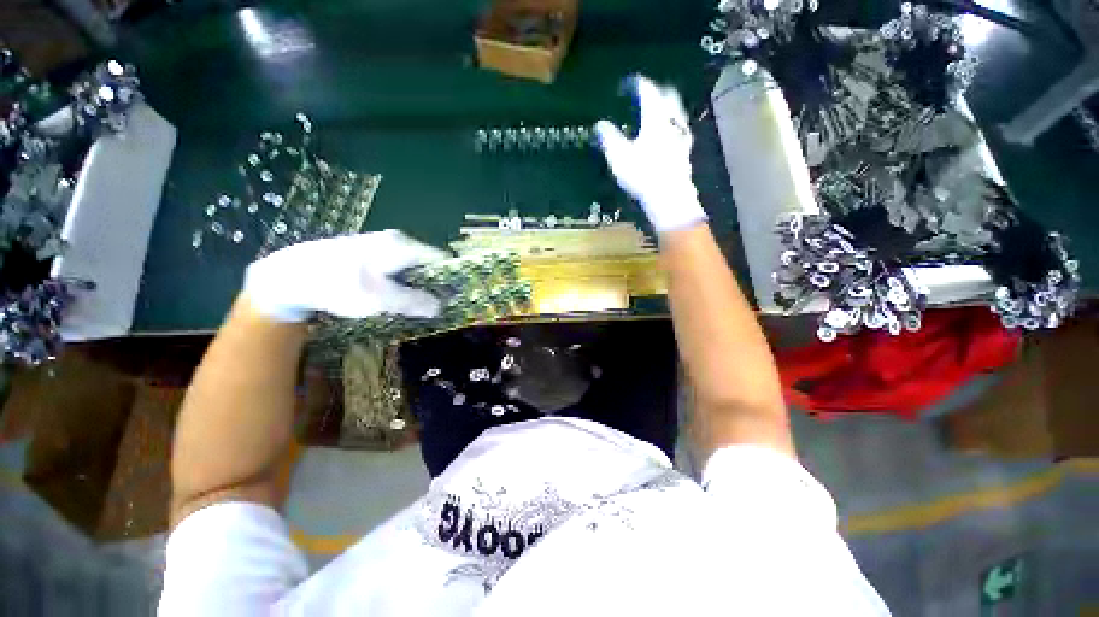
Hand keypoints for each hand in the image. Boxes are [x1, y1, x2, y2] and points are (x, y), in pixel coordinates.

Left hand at [243, 230, 448, 322]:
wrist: (289, 276)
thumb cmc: (338, 285)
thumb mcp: (380, 299)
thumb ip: (414, 302)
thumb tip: (441, 307)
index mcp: (402, 246)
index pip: (441, 258)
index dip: (450, 278)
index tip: (454, 298)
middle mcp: (396, 241)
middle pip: (427, 262)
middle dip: (433, 284)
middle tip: (433, 307)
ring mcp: (382, 245)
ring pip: (412, 266)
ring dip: (417, 285)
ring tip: (415, 306)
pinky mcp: (370, 253)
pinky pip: (397, 268)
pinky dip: (402, 282)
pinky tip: (393, 297)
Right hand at [595, 75, 706, 233]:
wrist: (669, 198)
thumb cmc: (643, 175)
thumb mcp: (619, 157)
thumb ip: (609, 138)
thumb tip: (600, 124)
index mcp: (655, 118)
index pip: (648, 91)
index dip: (638, 84)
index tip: (629, 83)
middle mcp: (672, 121)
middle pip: (668, 96)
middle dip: (657, 90)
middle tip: (645, 93)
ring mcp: (682, 136)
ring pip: (677, 112)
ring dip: (667, 107)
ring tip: (657, 111)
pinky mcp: (685, 152)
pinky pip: (680, 130)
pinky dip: (672, 126)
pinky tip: (667, 135)